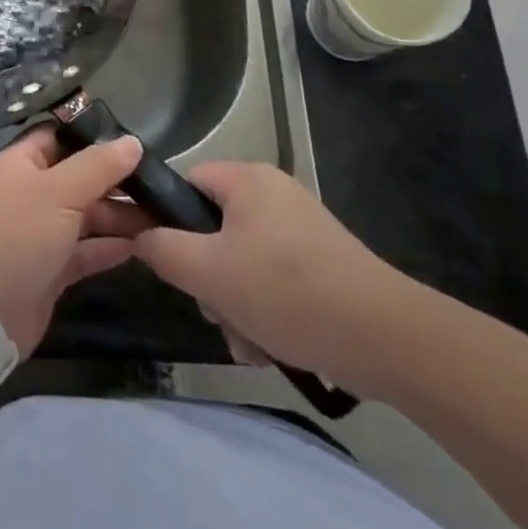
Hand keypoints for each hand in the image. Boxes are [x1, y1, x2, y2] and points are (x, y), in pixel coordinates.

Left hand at [0, 126, 146, 354]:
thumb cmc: (17, 236)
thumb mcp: (58, 192)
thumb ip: (98, 166)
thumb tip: (132, 142)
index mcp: (22, 163)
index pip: (60, 136)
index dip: (93, 136)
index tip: (134, 142)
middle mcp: (31, 192)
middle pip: (79, 177)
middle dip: (116, 181)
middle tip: (160, 184)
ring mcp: (41, 232)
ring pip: (87, 215)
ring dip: (120, 215)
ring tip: (162, 216)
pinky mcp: (52, 268)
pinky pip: (87, 249)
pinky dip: (111, 247)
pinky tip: (143, 246)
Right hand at [132, 162, 419, 396]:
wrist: (387, 337)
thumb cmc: (287, 291)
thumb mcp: (209, 272)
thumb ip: (163, 249)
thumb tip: (141, 236)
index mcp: (247, 179)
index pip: (188, 183)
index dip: (171, 220)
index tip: (172, 264)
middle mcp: (275, 193)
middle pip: (215, 228)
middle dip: (209, 279)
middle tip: (215, 313)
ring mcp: (303, 228)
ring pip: (244, 261)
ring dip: (235, 304)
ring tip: (247, 345)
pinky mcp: (325, 262)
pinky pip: (276, 279)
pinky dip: (266, 311)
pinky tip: (270, 349)